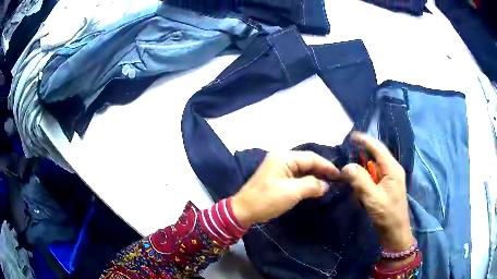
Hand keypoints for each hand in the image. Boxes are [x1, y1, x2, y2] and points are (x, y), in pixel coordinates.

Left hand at [231, 151, 339, 227]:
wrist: (243, 210)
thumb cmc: (267, 200)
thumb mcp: (291, 192)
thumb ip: (311, 185)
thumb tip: (325, 185)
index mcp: (284, 157)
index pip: (311, 158)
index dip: (326, 166)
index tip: (339, 175)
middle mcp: (281, 158)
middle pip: (307, 161)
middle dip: (321, 171)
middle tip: (336, 180)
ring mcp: (278, 167)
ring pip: (302, 169)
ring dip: (314, 176)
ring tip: (329, 184)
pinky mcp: (277, 177)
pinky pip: (296, 176)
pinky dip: (306, 181)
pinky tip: (315, 187)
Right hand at [342, 132, 413, 251]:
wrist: (395, 232)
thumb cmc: (387, 215)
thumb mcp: (373, 198)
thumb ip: (360, 181)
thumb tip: (347, 166)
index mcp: (392, 169)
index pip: (378, 148)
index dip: (365, 140)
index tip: (351, 136)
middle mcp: (392, 170)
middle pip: (376, 156)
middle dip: (361, 153)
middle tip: (345, 152)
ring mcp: (390, 179)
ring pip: (374, 166)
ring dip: (362, 166)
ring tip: (348, 166)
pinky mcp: (386, 187)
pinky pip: (374, 176)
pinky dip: (364, 176)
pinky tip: (356, 180)